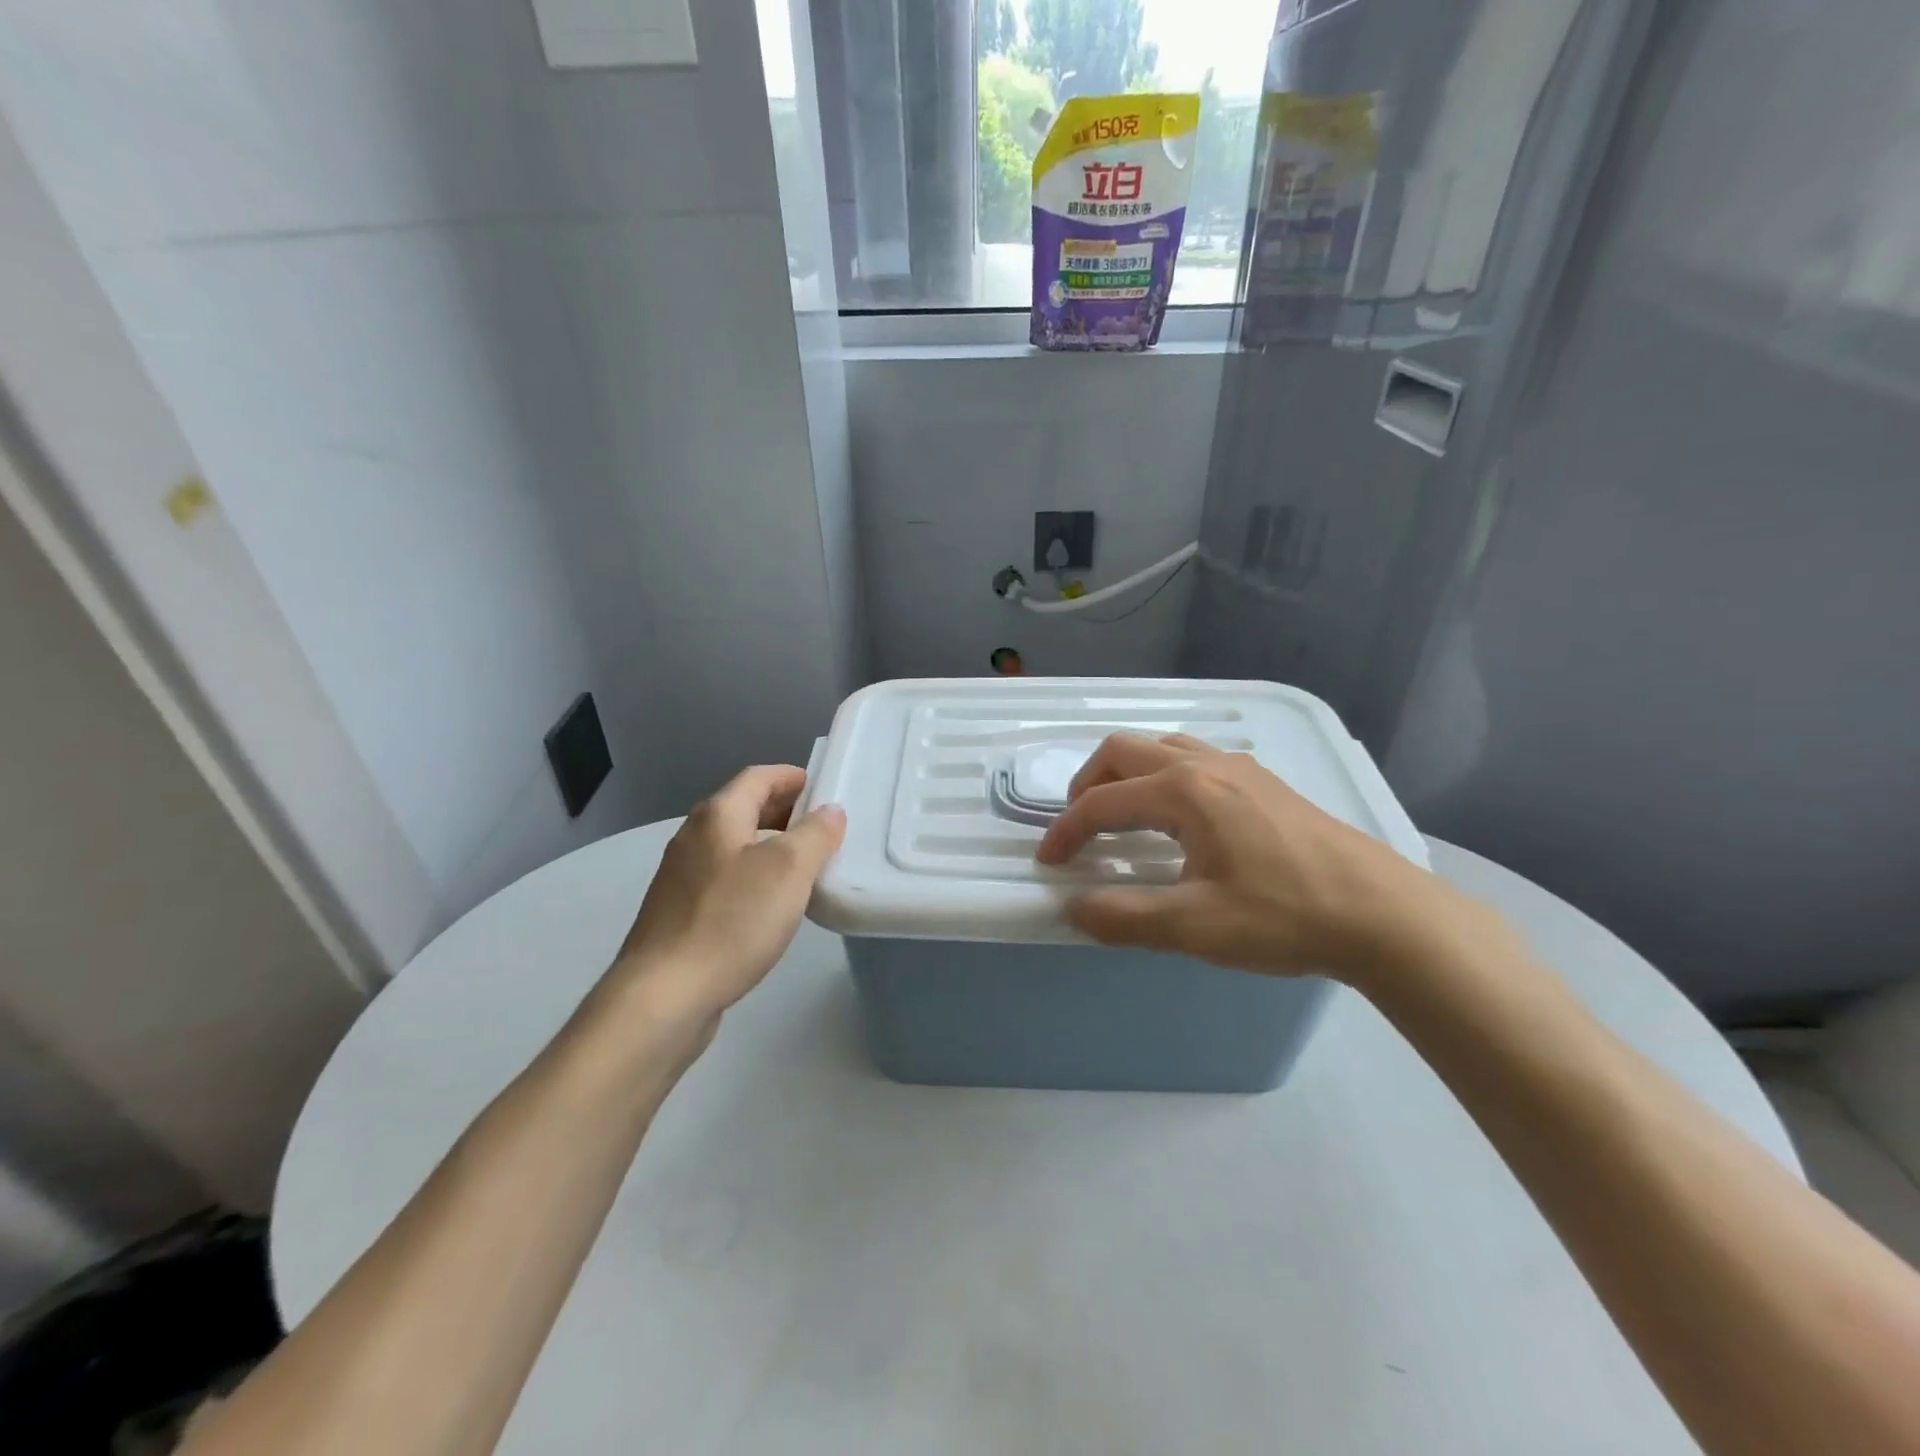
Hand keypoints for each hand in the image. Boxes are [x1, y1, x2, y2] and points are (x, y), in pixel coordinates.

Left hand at [612, 765, 844, 1024]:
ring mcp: (681, 877)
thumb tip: (829, 811)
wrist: (664, 996)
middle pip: (743, 808)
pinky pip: (725, 878)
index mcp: (717, 816)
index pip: (758, 777)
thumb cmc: (731, 921)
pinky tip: (771, 904)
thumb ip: (815, 834)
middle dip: (784, 810)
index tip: (825, 787)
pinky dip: (753, 876)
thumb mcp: (788, 870)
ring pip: (734, 845)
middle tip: (823, 826)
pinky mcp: (679, 913)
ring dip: (770, 845)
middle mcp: (693, 837)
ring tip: (806, 865)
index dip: (793, 777)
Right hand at [1035, 733, 1463, 980]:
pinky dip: (1163, 777)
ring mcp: (1240, 768)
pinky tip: (1180, 819)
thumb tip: (1074, 907)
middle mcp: (1206, 764)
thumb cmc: (1284, 917)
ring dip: (1127, 775)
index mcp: (1184, 791)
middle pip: (1124, 751)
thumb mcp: (1195, 927)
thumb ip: (1124, 917)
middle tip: (1079, 828)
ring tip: (1123, 816)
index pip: (1101, 802)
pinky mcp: (1266, 783)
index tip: (1049, 864)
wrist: (1385, 915)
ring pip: (1162, 748)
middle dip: (1088, 785)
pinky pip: (1195, 758)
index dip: (1066, 832)